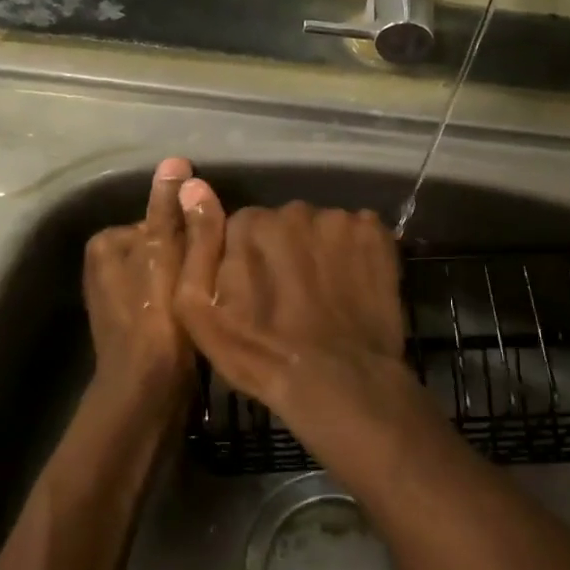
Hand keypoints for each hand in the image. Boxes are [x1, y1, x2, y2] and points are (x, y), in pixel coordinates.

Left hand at [82, 157, 194, 417]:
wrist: (148, 393)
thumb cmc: (159, 320)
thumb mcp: (169, 256)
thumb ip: (173, 211)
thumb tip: (174, 162)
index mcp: (107, 243)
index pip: (162, 219)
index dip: (193, 234)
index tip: (211, 253)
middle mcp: (104, 266)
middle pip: (166, 245)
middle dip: (191, 257)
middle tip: (213, 279)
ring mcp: (117, 297)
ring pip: (168, 271)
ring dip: (190, 279)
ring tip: (210, 297)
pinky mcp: (132, 323)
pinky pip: (165, 295)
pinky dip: (183, 300)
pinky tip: (199, 315)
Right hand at [173, 185, 413, 428]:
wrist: (340, 383)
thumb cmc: (261, 354)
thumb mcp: (201, 311)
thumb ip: (196, 244)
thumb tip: (192, 186)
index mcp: (251, 224)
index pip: (243, 228)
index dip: (248, 261)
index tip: (256, 293)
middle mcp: (295, 210)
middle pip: (284, 224)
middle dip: (285, 251)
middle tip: (290, 296)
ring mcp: (341, 221)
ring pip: (321, 229)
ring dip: (319, 252)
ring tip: (323, 294)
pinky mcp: (377, 235)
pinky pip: (357, 233)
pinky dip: (354, 253)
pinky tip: (351, 286)